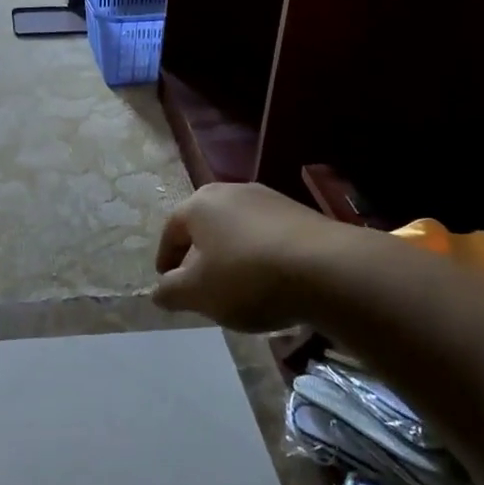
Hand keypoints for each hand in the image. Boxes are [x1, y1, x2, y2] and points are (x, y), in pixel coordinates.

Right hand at [152, 183, 342, 331]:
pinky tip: (270, 280)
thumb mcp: (199, 293)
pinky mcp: (298, 212)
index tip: (167, 282)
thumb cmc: (248, 277)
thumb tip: (157, 291)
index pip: (171, 229)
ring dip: (231, 253)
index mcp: (199, 204)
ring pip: (237, 228)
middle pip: (205, 224)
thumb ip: (171, 292)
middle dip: (198, 254)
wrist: (326, 268)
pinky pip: (266, 234)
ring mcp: (268, 198)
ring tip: (237, 285)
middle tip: (199, 283)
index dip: (165, 257)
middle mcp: (230, 191)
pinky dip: (260, 254)